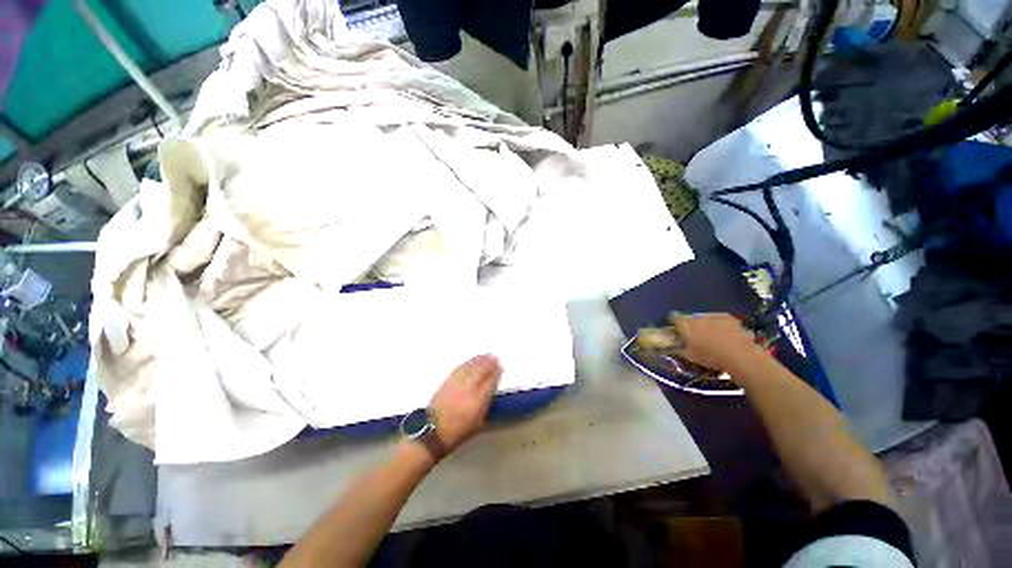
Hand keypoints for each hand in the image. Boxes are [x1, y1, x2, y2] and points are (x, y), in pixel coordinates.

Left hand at [429, 354, 501, 453]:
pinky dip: (467, 363)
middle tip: (495, 358)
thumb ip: (486, 404)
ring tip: (486, 355)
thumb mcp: (478, 423)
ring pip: (470, 367)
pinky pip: (460, 368)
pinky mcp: (447, 382)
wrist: (434, 432)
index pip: (490, 382)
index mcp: (478, 401)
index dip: (496, 373)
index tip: (500, 367)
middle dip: (489, 363)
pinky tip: (471, 360)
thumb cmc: (459, 431)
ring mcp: (457, 383)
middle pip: (481, 371)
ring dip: (479, 360)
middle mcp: (468, 389)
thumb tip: (491, 390)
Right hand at [670, 313, 767, 374]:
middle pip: (690, 318)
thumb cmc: (711, 357)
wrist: (741, 356)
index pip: (674, 318)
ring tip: (710, 335)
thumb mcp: (690, 357)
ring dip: (705, 324)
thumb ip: (679, 349)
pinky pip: (719, 320)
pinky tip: (724, 335)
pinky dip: (719, 326)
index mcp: (686, 325)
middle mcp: (698, 317)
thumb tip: (673, 347)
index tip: (675, 330)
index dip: (674, 323)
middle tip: (693, 334)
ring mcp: (715, 316)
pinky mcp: (730, 318)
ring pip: (705, 318)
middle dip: (690, 324)